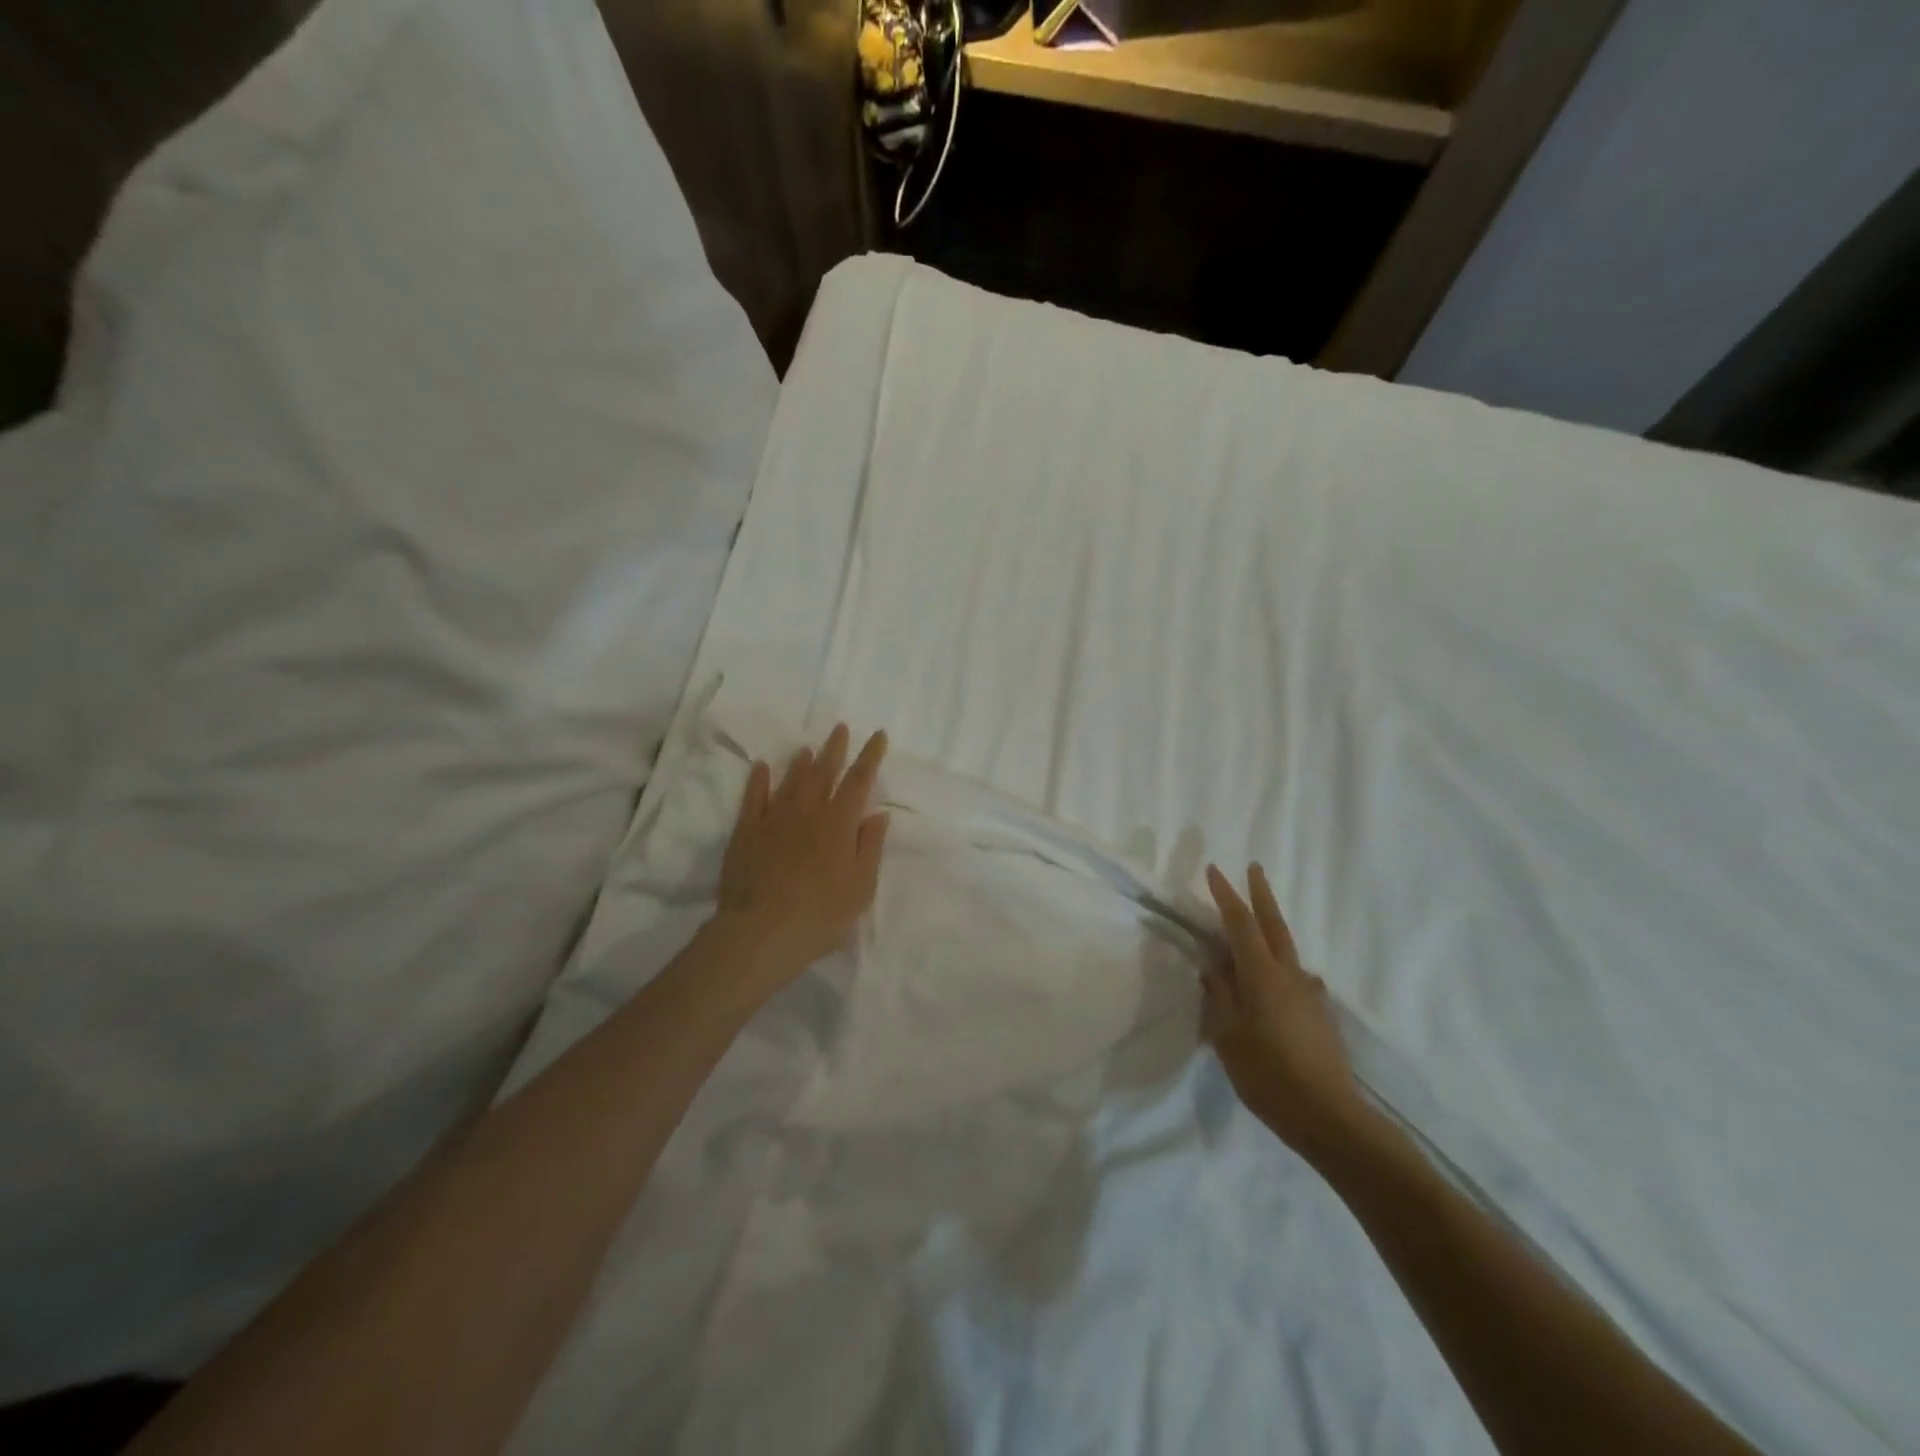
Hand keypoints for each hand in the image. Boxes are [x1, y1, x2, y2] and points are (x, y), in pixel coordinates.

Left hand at [717, 725, 889, 990]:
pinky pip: (753, 798)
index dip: (870, 756)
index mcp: (839, 824)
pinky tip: (762, 767)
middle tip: (840, 728)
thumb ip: (870, 847)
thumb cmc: (821, 915)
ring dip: (801, 762)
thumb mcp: (861, 888)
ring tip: (809, 748)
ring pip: (790, 781)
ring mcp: (774, 820)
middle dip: (835, 749)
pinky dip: (759, 779)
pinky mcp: (746, 832)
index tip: (878, 735)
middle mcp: (808, 812)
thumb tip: (878, 813)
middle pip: (823, 772)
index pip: (859, 781)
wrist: (761, 932)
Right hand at [1204, 863, 1367, 1161]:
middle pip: (1274, 924)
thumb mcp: (1228, 1034)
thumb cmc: (1268, 1074)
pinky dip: (1281, 968)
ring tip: (1255, 931)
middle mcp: (1289, 974)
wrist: (1329, 1116)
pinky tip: (1275, 987)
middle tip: (1254, 868)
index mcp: (1262, 974)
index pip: (1240, 923)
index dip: (1226, 895)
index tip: (1214, 871)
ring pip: (1287, 950)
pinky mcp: (1320, 1014)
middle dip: (1261, 894)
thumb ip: (1220, 995)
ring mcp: (1309, 993)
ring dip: (1271, 930)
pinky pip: (1296, 978)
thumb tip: (1214, 967)